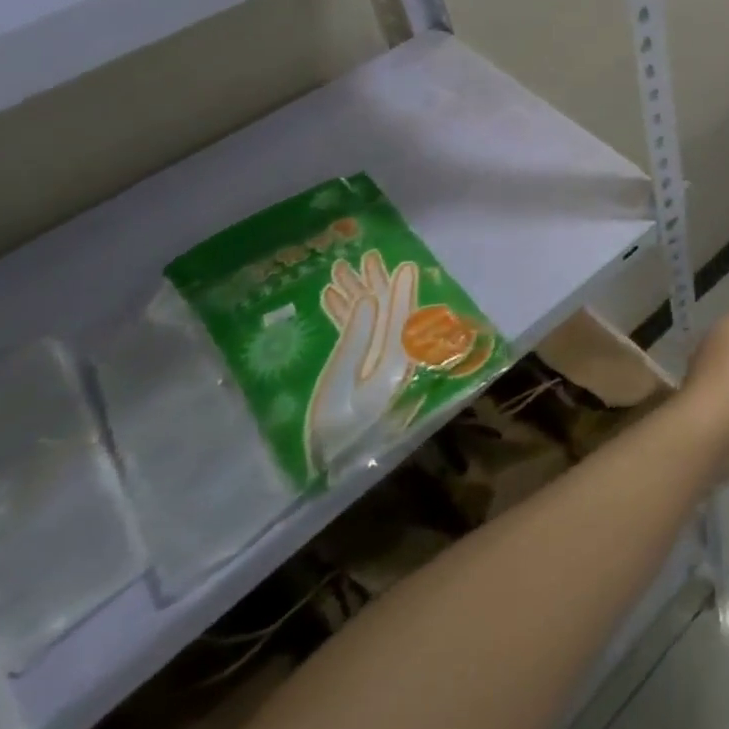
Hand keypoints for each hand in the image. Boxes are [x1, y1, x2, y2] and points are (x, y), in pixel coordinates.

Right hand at [307, 251, 419, 475]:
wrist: (325, 471)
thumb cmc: (333, 434)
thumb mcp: (341, 389)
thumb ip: (355, 344)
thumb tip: (367, 302)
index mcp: (394, 364)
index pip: (401, 318)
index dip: (401, 290)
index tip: (403, 263)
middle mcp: (393, 361)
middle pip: (388, 315)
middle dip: (376, 286)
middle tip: (365, 257)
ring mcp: (377, 367)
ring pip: (372, 323)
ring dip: (358, 297)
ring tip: (341, 270)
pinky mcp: (361, 374)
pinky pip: (359, 338)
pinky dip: (346, 318)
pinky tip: (331, 299)